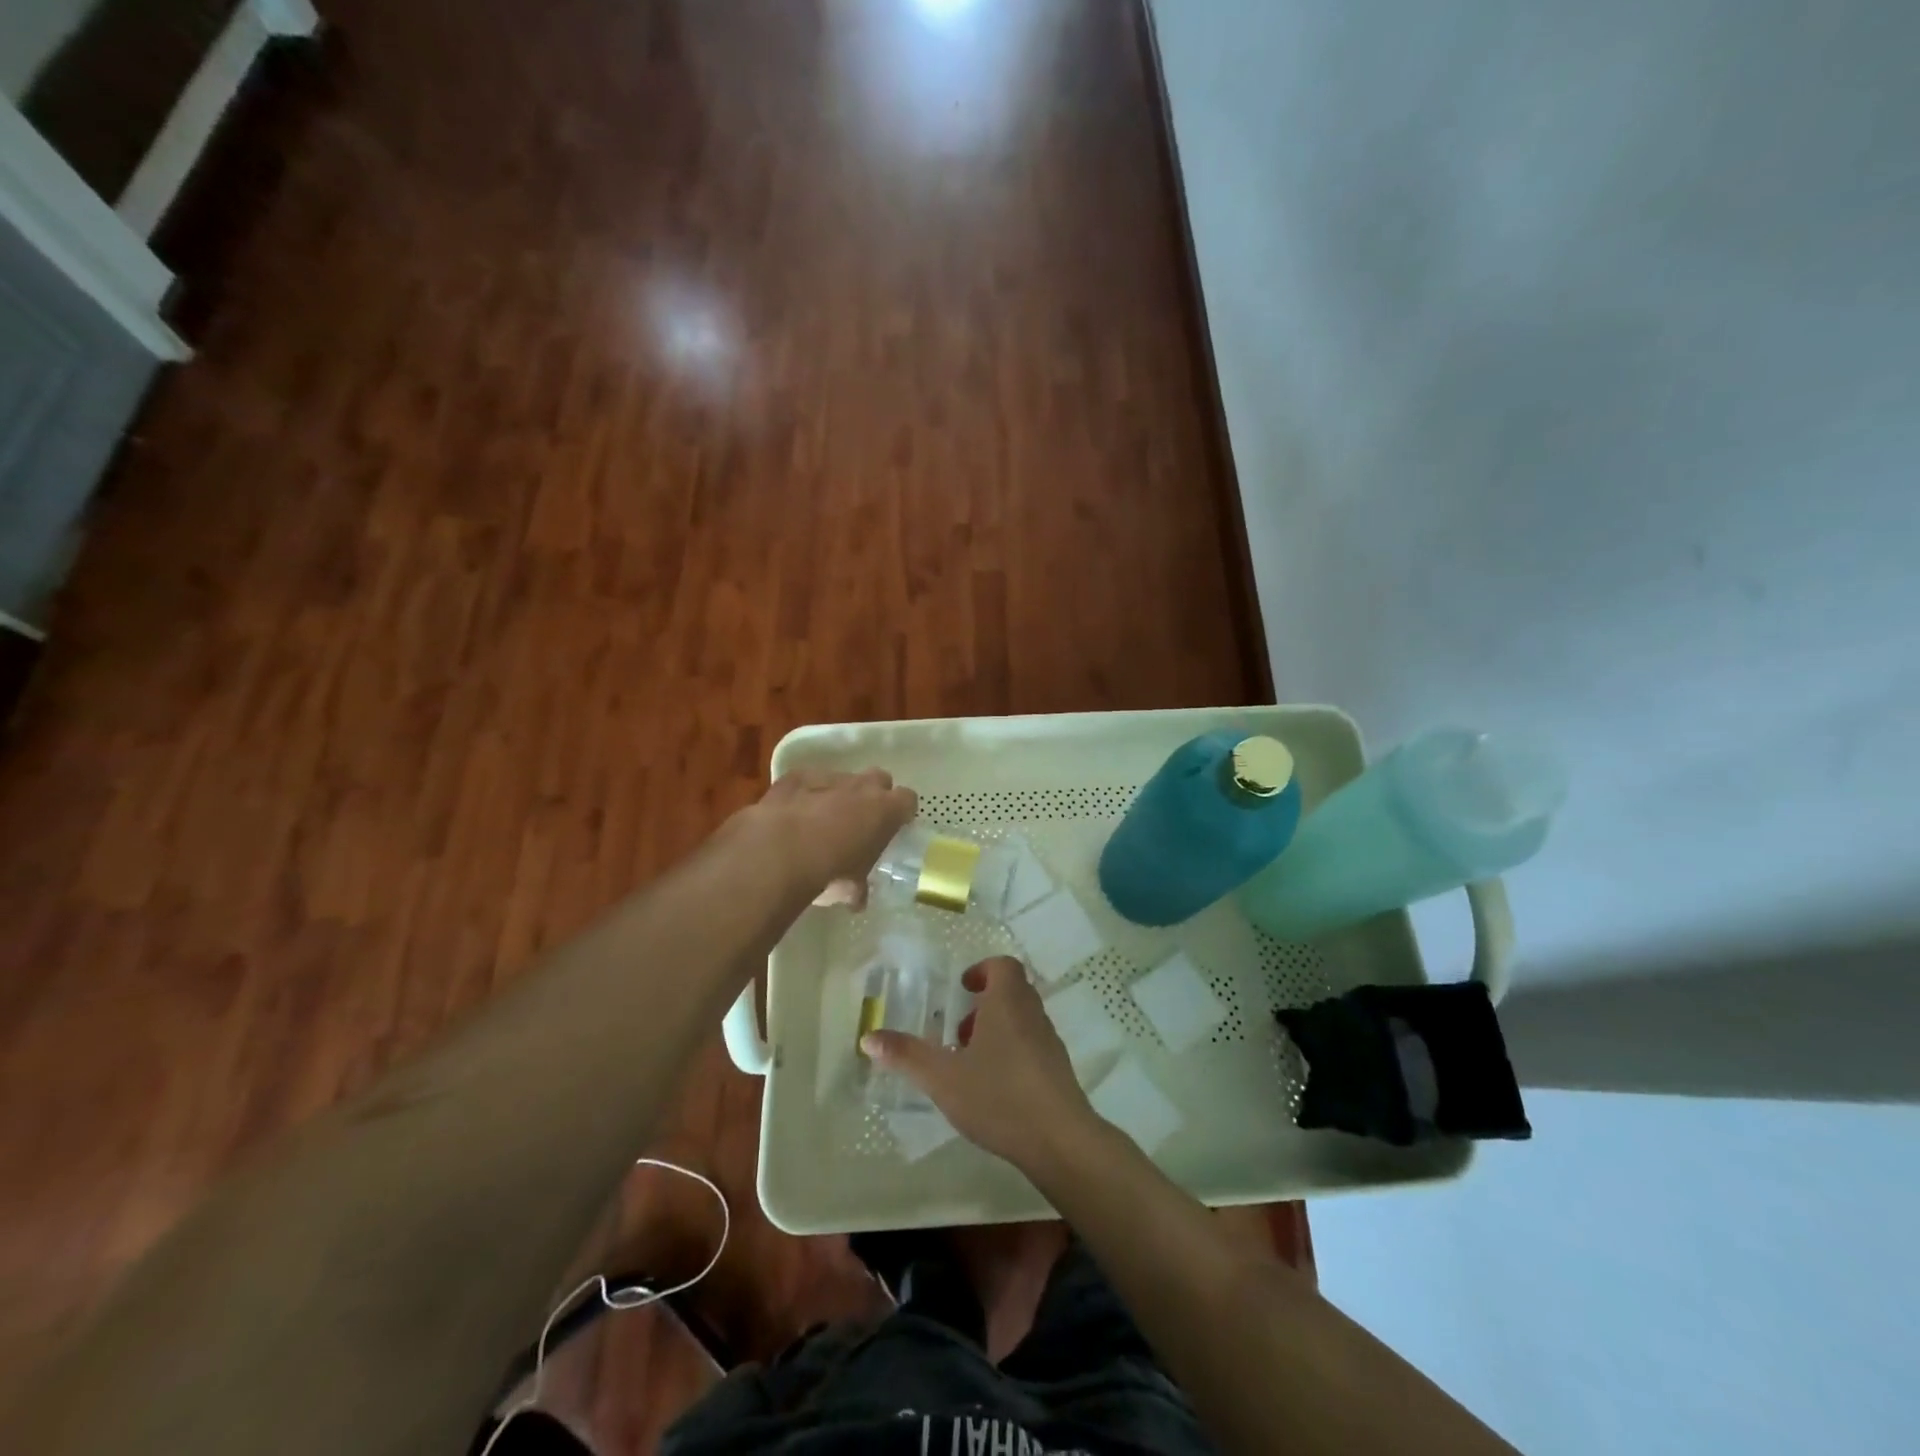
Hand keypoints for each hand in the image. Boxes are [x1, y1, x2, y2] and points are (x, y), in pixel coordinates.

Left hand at [732, 768, 917, 906]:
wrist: (782, 850)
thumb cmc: (829, 871)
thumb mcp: (851, 888)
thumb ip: (858, 888)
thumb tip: (856, 898)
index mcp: (886, 810)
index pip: (907, 800)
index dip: (901, 812)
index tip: (894, 826)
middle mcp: (862, 786)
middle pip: (879, 779)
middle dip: (873, 796)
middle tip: (861, 821)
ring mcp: (829, 777)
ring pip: (842, 779)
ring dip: (837, 795)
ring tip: (821, 821)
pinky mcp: (796, 776)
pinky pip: (807, 782)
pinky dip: (804, 794)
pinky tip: (793, 814)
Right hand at [862, 956, 1100, 1173]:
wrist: (1060, 1140)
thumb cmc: (999, 1096)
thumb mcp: (943, 1077)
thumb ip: (906, 1056)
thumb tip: (868, 1037)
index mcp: (1008, 1002)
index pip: (1003, 965)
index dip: (982, 970)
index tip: (962, 989)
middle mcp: (1033, 1014)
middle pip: (1012, 991)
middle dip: (984, 1004)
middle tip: (958, 1030)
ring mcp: (1050, 1042)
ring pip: (1022, 1020)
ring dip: (997, 1030)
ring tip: (970, 1061)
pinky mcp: (1058, 1070)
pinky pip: (1032, 1046)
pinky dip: (1012, 1052)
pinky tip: (993, 1087)